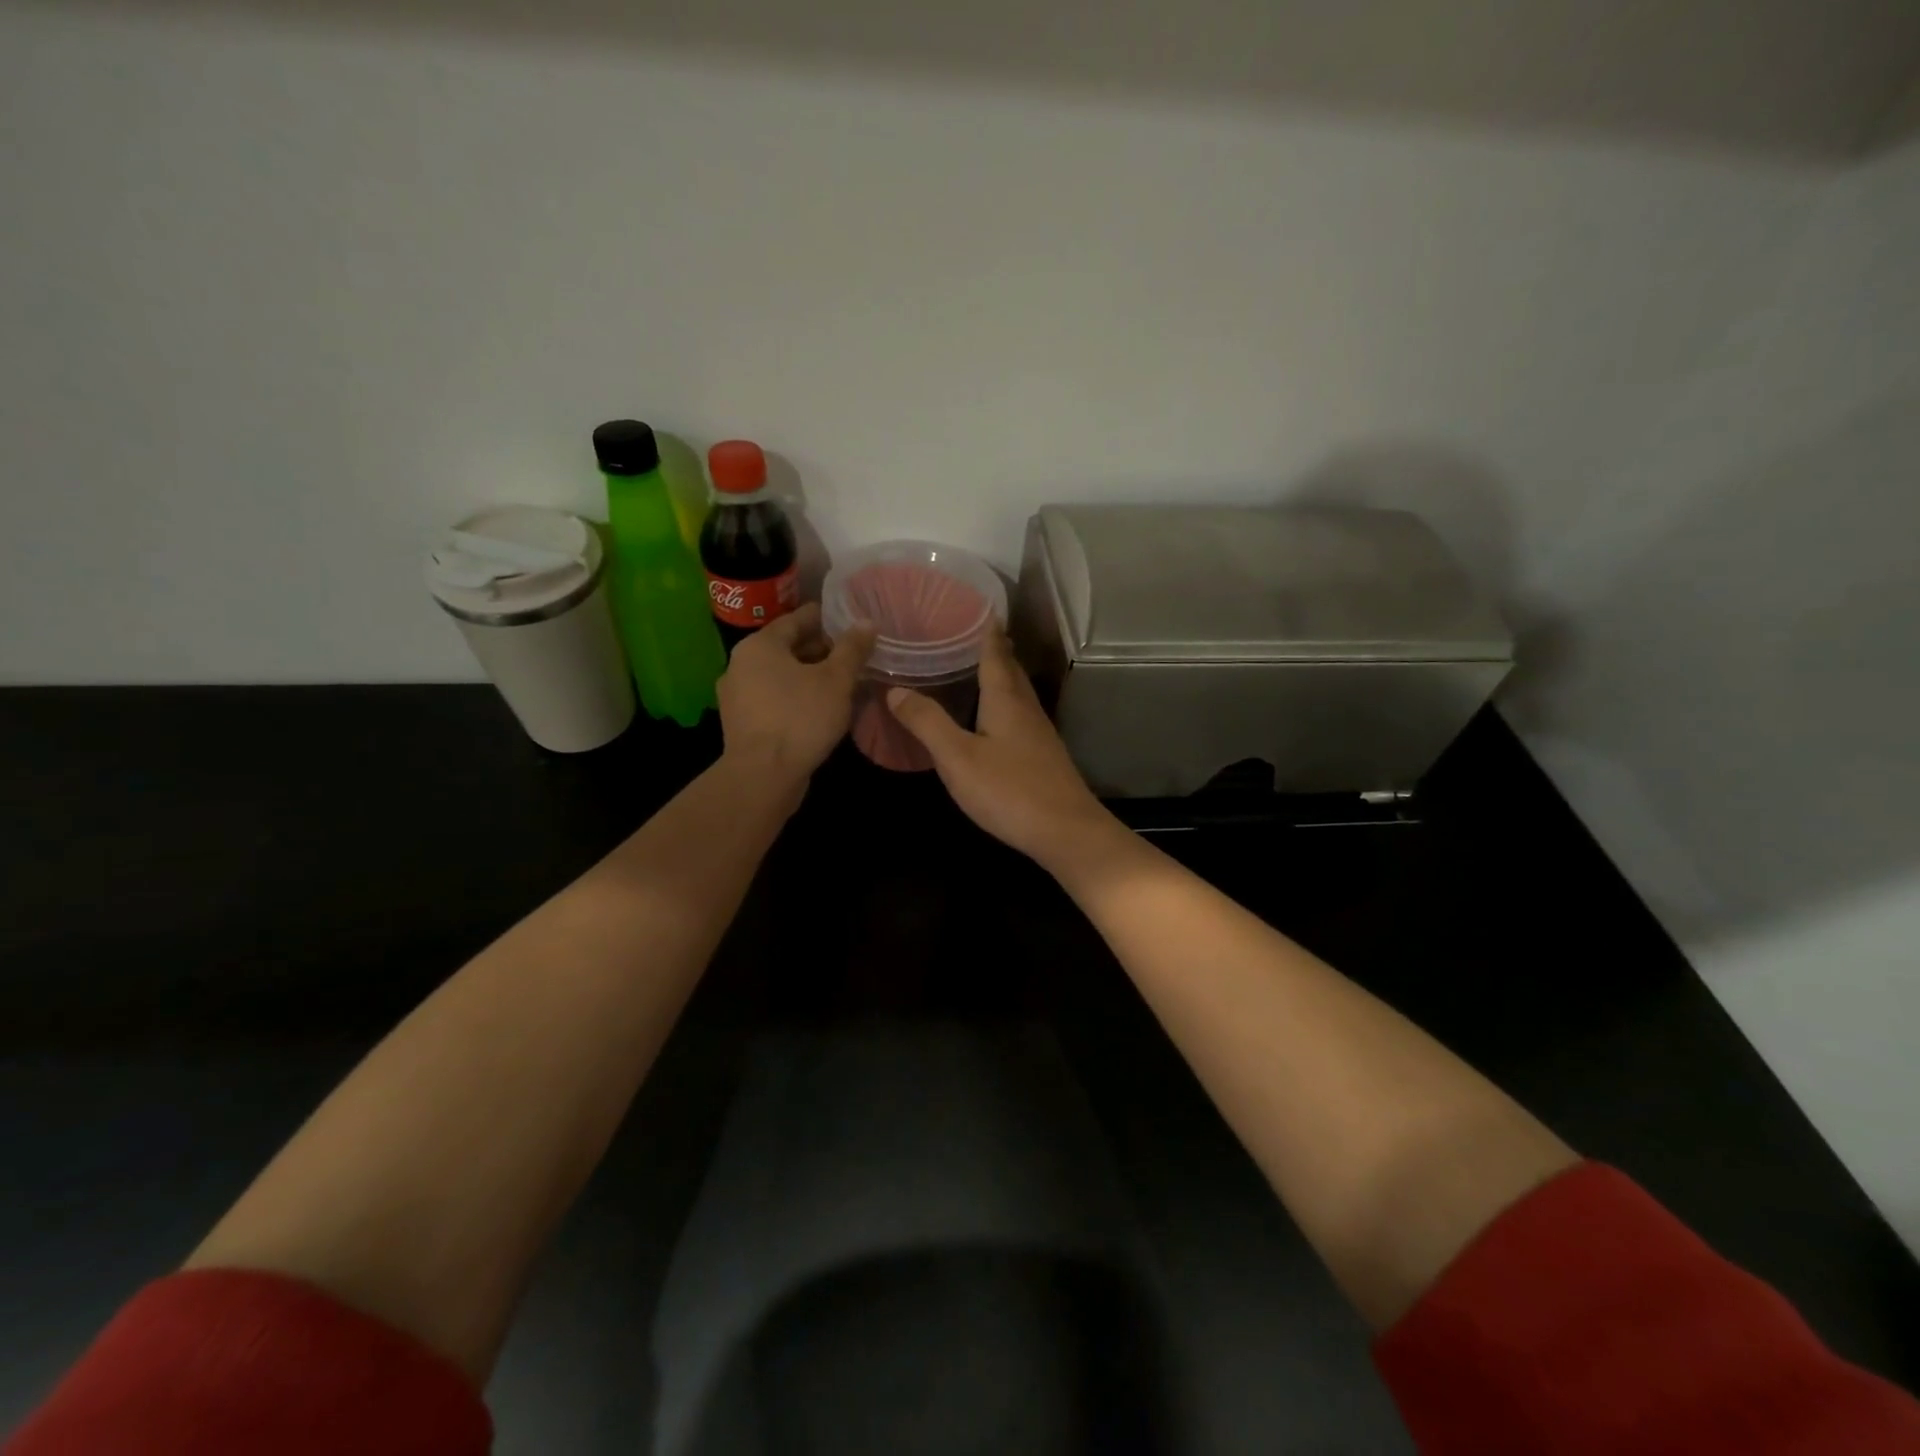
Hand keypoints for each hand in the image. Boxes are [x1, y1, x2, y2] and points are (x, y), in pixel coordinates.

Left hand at [719, 603, 875, 779]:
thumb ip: (852, 649)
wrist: (762, 777)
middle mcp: (741, 664)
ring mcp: (738, 696)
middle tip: (854, 655)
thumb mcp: (836, 680)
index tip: (850, 620)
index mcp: (760, 645)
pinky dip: (797, 697)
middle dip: (821, 650)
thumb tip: (866, 621)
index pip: (797, 619)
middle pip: (787, 647)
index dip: (826, 618)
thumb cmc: (800, 718)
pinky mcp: (743, 724)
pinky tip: (821, 708)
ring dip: (810, 676)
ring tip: (843, 682)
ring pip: (781, 676)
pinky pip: (775, 699)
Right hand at [886, 625, 1120, 867]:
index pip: (995, 654)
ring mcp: (1040, 734)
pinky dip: (1006, 704)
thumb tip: (896, 689)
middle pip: (1011, 671)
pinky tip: (997, 719)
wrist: (1066, 832)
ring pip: (1019, 694)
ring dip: (1003, 677)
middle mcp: (1027, 710)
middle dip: (996, 651)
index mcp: (1006, 700)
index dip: (987, 632)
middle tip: (975, 633)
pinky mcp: (1044, 757)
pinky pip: (1021, 716)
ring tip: (982, 668)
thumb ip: (927, 722)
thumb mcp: (958, 758)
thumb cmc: (1009, 790)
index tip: (980, 608)